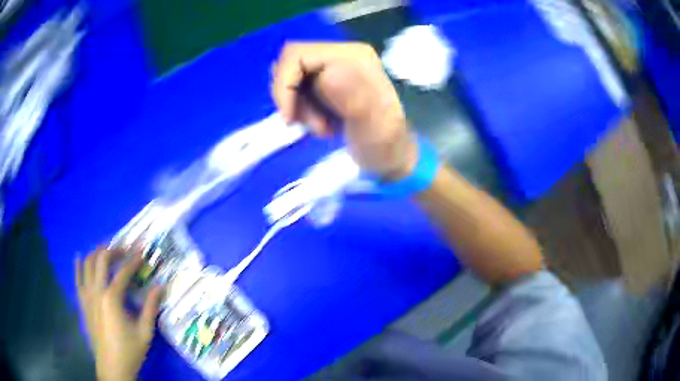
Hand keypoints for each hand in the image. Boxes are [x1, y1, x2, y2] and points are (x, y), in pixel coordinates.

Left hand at [76, 248, 162, 380]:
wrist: (112, 366)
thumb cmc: (130, 350)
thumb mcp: (145, 332)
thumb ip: (150, 307)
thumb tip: (160, 286)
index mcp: (112, 298)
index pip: (123, 271)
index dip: (133, 260)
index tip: (142, 251)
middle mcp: (97, 291)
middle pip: (101, 259)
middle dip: (113, 250)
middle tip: (125, 249)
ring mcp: (87, 296)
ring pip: (87, 264)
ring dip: (97, 254)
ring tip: (107, 251)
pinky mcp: (82, 303)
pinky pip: (77, 279)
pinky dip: (78, 266)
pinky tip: (80, 257)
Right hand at [271, 42, 416, 180]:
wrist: (391, 156)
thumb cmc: (385, 146)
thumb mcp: (376, 128)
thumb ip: (356, 100)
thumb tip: (328, 74)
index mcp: (353, 56)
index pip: (297, 55)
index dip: (284, 85)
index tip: (290, 118)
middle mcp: (342, 54)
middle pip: (290, 64)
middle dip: (291, 98)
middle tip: (314, 125)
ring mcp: (334, 65)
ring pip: (291, 77)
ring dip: (298, 106)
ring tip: (323, 128)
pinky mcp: (328, 78)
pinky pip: (297, 88)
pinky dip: (301, 108)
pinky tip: (321, 123)